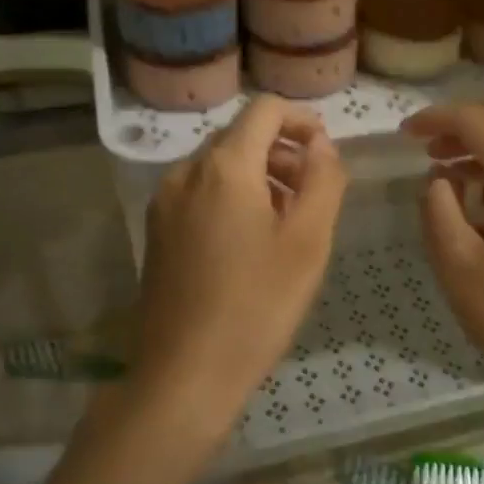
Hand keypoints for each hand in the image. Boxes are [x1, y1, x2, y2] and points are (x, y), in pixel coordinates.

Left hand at [131, 97, 346, 448]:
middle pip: (240, 136)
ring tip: (287, 221)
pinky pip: (200, 193)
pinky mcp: (157, 231)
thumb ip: (323, 180)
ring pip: (219, 166)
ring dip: (259, 176)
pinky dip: (232, 197)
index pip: (264, 110)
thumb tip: (321, 146)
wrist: (185, 374)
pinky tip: (251, 242)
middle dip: (283, 152)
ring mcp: (164, 202)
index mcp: (223, 167)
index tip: (326, 152)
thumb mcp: (309, 241)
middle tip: (313, 194)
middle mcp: (185, 172)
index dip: (302, 120)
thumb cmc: (257, 305)